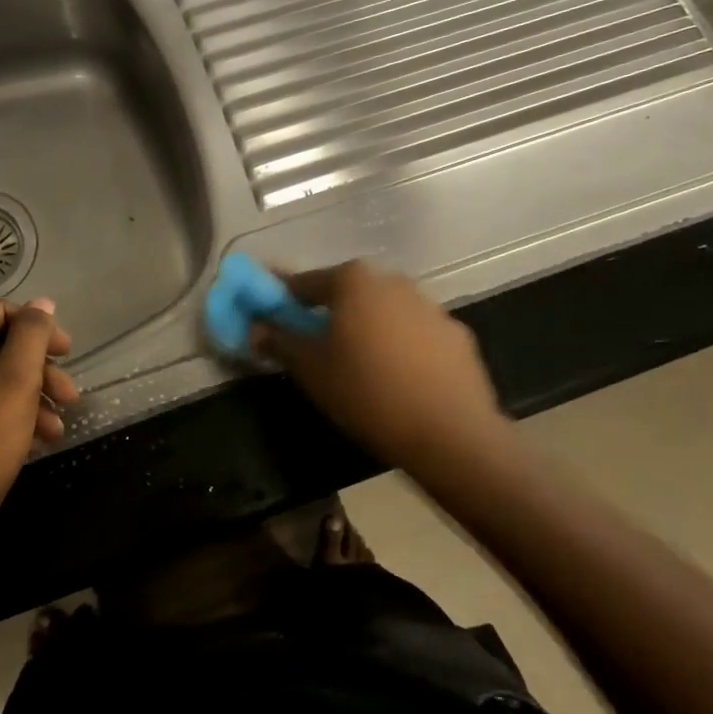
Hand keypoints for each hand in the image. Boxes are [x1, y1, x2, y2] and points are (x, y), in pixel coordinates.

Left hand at [0, 298, 78, 546]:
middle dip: (39, 369)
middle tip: (71, 393)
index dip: (37, 327)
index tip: (69, 352)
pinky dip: (13, 416)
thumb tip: (42, 303)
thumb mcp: (15, 384)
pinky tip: (41, 440)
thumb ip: (32, 337)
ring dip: (32, 396)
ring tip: (60, 425)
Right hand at [254, 261, 506, 472]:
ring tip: (360, 368)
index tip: (272, 315)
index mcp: (353, 281)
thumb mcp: (311, 370)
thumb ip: (280, 342)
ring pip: (384, 312)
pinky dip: (402, 348)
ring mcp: (430, 306)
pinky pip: (416, 335)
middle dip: (329, 313)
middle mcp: (392, 281)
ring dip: (368, 329)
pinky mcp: (457, 335)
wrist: (450, 433)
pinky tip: (399, 380)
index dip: (284, 298)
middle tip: (316, 346)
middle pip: (348, 292)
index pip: (305, 282)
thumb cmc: (367, 392)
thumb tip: (255, 327)